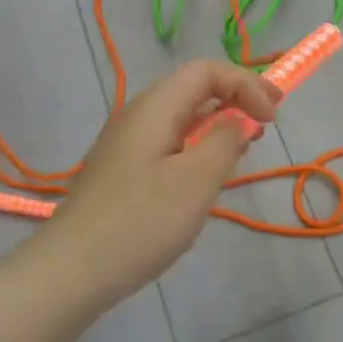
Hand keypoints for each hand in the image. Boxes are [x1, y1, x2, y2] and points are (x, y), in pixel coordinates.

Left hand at [40, 60, 280, 302]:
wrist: (71, 270)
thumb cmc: (141, 221)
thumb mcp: (196, 181)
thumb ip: (225, 142)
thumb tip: (238, 121)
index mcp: (155, 107)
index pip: (206, 71)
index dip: (245, 84)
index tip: (271, 117)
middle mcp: (138, 115)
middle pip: (193, 88)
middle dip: (235, 97)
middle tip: (270, 119)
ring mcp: (127, 143)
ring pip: (182, 116)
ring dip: (218, 121)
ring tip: (246, 143)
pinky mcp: (123, 170)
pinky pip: (169, 141)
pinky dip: (198, 144)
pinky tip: (208, 172)